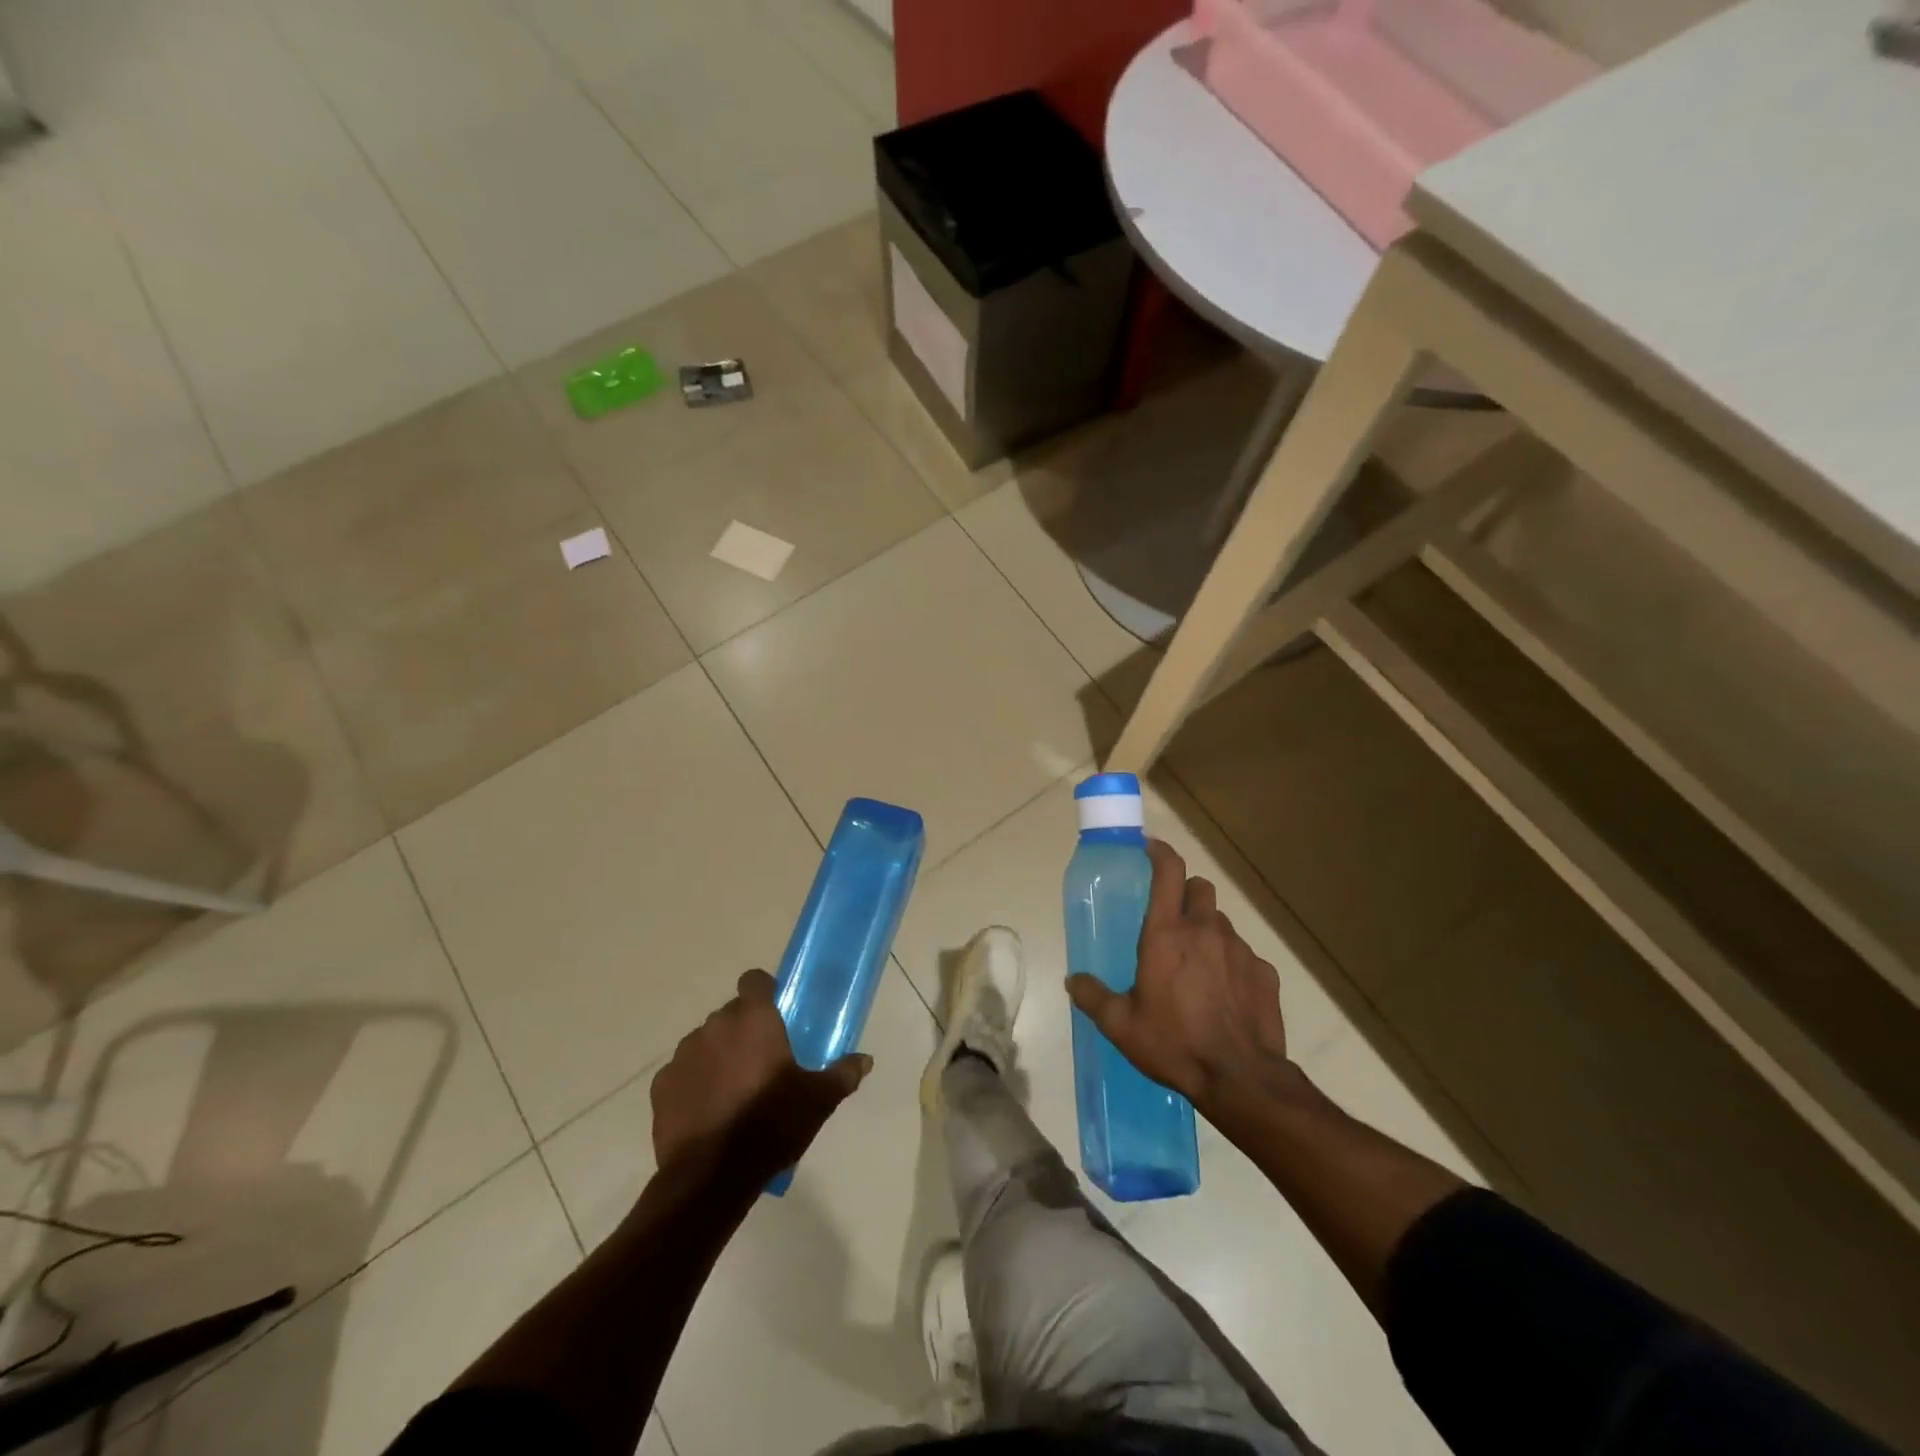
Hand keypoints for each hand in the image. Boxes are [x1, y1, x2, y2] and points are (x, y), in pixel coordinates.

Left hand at [651, 970, 871, 1185]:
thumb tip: (864, 1060)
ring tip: (733, 1089)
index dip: (764, 991)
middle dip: (744, 1029)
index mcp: (754, 1020)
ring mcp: (683, 1055)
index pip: (754, 980)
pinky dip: (694, 1082)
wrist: (712, 1178)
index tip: (776, 1012)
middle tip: (762, 1060)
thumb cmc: (771, 1125)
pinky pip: (682, 1072)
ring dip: (718, 1054)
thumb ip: (842, 1074)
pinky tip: (708, 1110)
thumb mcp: (818, 1101)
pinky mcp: (661, 1086)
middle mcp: (715, 1026)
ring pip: (705, 1042)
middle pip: (731, 1013)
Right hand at [1067, 840, 1297, 1118]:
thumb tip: (1073, 980)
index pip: (1168, 870)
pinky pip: (1244, 955)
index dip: (1159, 851)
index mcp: (1167, 934)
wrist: (1241, 1079)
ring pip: (1221, 922)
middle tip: (1171, 920)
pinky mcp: (1265, 973)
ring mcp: (1240, 949)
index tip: (1148, 848)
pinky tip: (1225, 995)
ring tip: (1196, 966)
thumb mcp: (1121, 1025)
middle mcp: (1205, 931)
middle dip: (1184, 893)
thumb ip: (1093, 997)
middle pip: (1199, 887)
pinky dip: (1231, 964)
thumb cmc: (1174, 1044)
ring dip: (1206, 932)